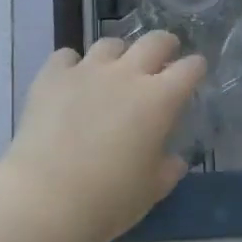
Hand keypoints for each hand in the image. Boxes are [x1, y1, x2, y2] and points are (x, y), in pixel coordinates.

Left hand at [0, 33, 205, 241]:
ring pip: (110, 44)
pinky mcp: (52, 76)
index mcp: (159, 100)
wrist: (45, 198)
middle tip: (164, 54)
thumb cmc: (108, 200)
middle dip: (165, 44)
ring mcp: (87, 70)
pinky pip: (67, 56)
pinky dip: (73, 65)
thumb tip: (174, 159)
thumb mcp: (151, 190)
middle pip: (154, 41)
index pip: (189, 69)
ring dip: (119, 54)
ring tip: (114, 69)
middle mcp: (126, 74)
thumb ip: (167, 169)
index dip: (195, 67)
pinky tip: (70, 80)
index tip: (195, 70)